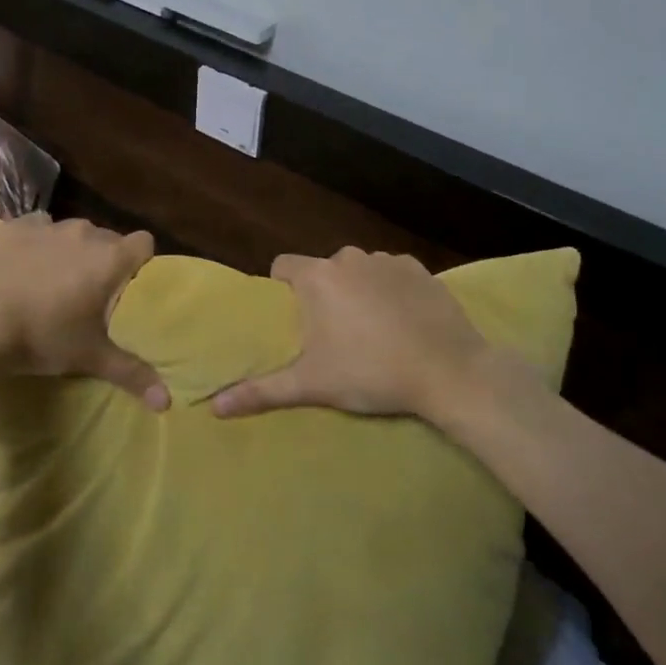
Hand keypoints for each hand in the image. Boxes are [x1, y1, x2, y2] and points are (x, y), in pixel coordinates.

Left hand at [0, 212, 168, 409]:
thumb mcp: (90, 357)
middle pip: (108, 238)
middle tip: (89, 292)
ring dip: (70, 250)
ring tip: (54, 280)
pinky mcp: (15, 226)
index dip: (140, 260)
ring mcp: (49, 226)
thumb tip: (167, 402)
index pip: (144, 243)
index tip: (128, 284)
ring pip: (72, 232)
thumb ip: (132, 373)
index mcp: (110, 258)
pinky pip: (38, 227)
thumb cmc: (42, 337)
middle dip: (103, 260)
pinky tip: (24, 264)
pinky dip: (37, 242)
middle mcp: (85, 233)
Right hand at [211, 248, 487, 418]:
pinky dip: (391, 290)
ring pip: (358, 270)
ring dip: (358, 290)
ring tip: (372, 331)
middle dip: (323, 294)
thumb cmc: (372, 374)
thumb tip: (215, 407)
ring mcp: (386, 259)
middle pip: (322, 269)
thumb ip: (262, 391)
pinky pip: (392, 274)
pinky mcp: (419, 268)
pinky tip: (403, 321)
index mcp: (317, 277)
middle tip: (332, 334)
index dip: (281, 287)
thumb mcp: (313, 385)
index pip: (282, 265)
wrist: (450, 371)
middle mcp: (348, 257)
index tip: (292, 318)